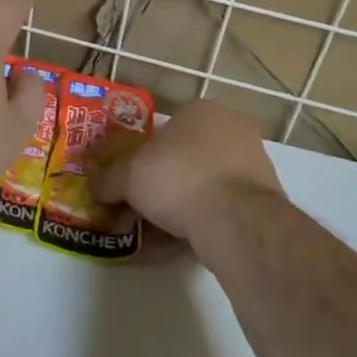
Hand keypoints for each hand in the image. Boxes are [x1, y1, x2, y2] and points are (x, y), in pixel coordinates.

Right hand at [93, 99, 286, 254]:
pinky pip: (221, 210)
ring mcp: (253, 165)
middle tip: (140, 206)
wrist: (236, 221)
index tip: (130, 179)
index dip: (144, 154)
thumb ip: (108, 179)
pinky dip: (200, 224)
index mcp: (202, 111)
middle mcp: (232, 130)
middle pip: (186, 157)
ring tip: (155, 233)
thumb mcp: (129, 176)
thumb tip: (93, 186)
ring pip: (204, 185)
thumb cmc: (178, 178)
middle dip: (162, 183)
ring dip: (181, 206)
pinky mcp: (264, 201)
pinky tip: (178, 245)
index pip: (167, 127)